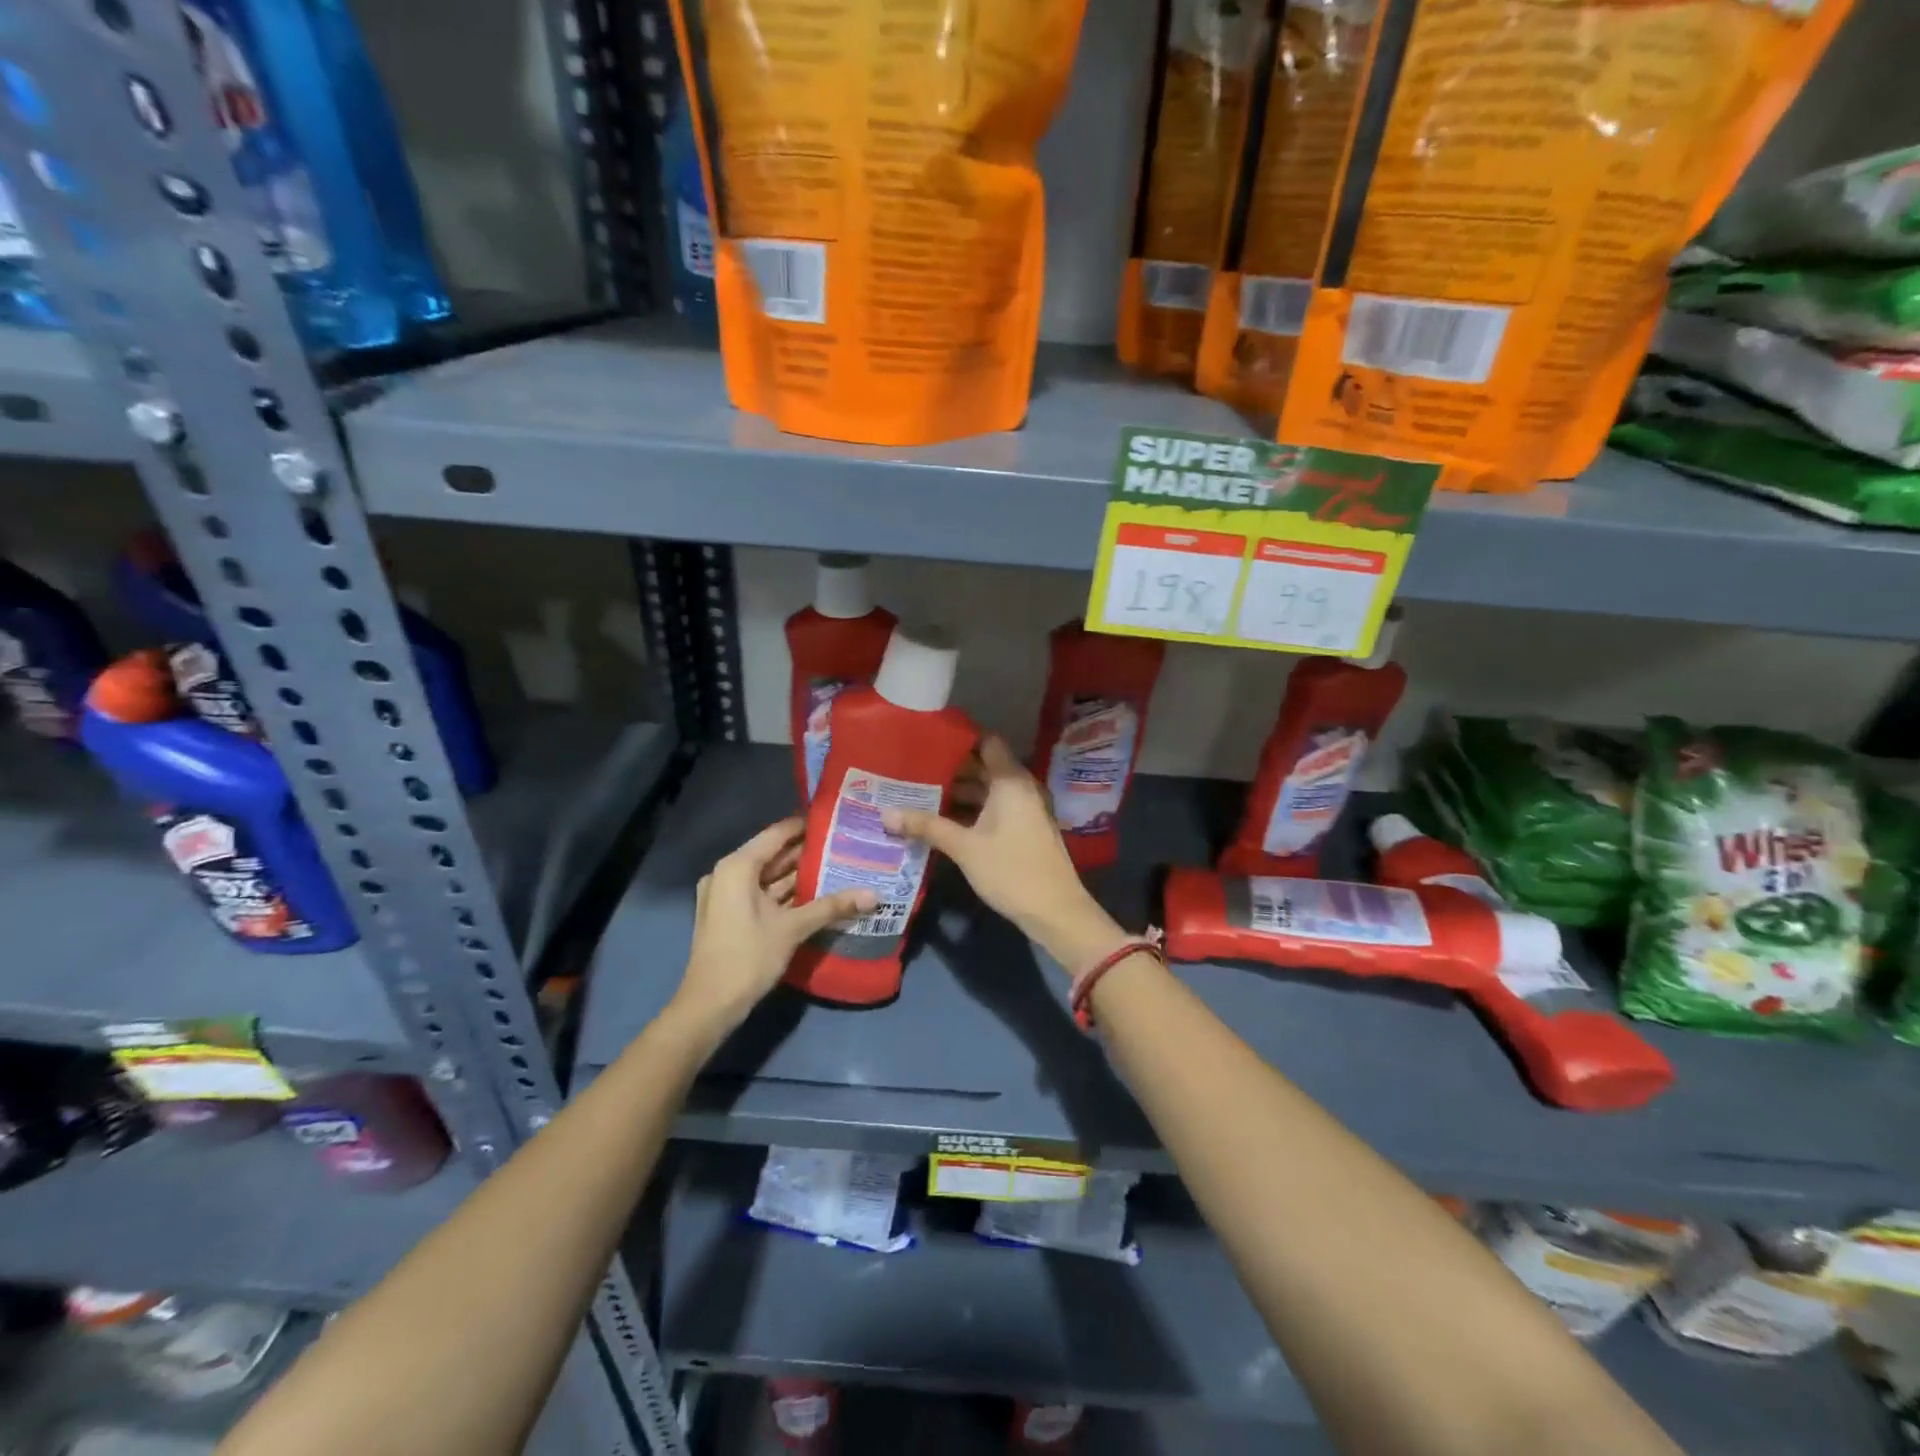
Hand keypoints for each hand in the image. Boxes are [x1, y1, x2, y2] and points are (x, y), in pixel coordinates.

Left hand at [671, 818, 876, 1037]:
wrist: (709, 1005)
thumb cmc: (748, 957)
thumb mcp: (793, 928)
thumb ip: (832, 906)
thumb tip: (874, 894)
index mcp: (737, 867)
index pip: (777, 834)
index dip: (805, 826)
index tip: (836, 820)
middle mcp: (728, 873)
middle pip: (773, 855)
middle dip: (807, 853)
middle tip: (844, 845)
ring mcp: (726, 895)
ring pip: (768, 877)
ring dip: (798, 875)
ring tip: (838, 867)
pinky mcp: (730, 914)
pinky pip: (761, 893)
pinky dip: (785, 894)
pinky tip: (817, 894)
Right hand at [883, 735, 1126, 972]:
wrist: (1055, 910)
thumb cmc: (1010, 870)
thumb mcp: (964, 847)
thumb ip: (926, 826)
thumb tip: (885, 813)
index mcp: (1010, 781)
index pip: (986, 742)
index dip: (960, 739)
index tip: (929, 741)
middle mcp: (1021, 788)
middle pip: (985, 766)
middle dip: (952, 768)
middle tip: (914, 769)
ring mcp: (1025, 809)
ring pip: (988, 790)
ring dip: (960, 792)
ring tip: (921, 793)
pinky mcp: (1025, 829)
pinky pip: (995, 807)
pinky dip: (972, 809)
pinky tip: (944, 819)